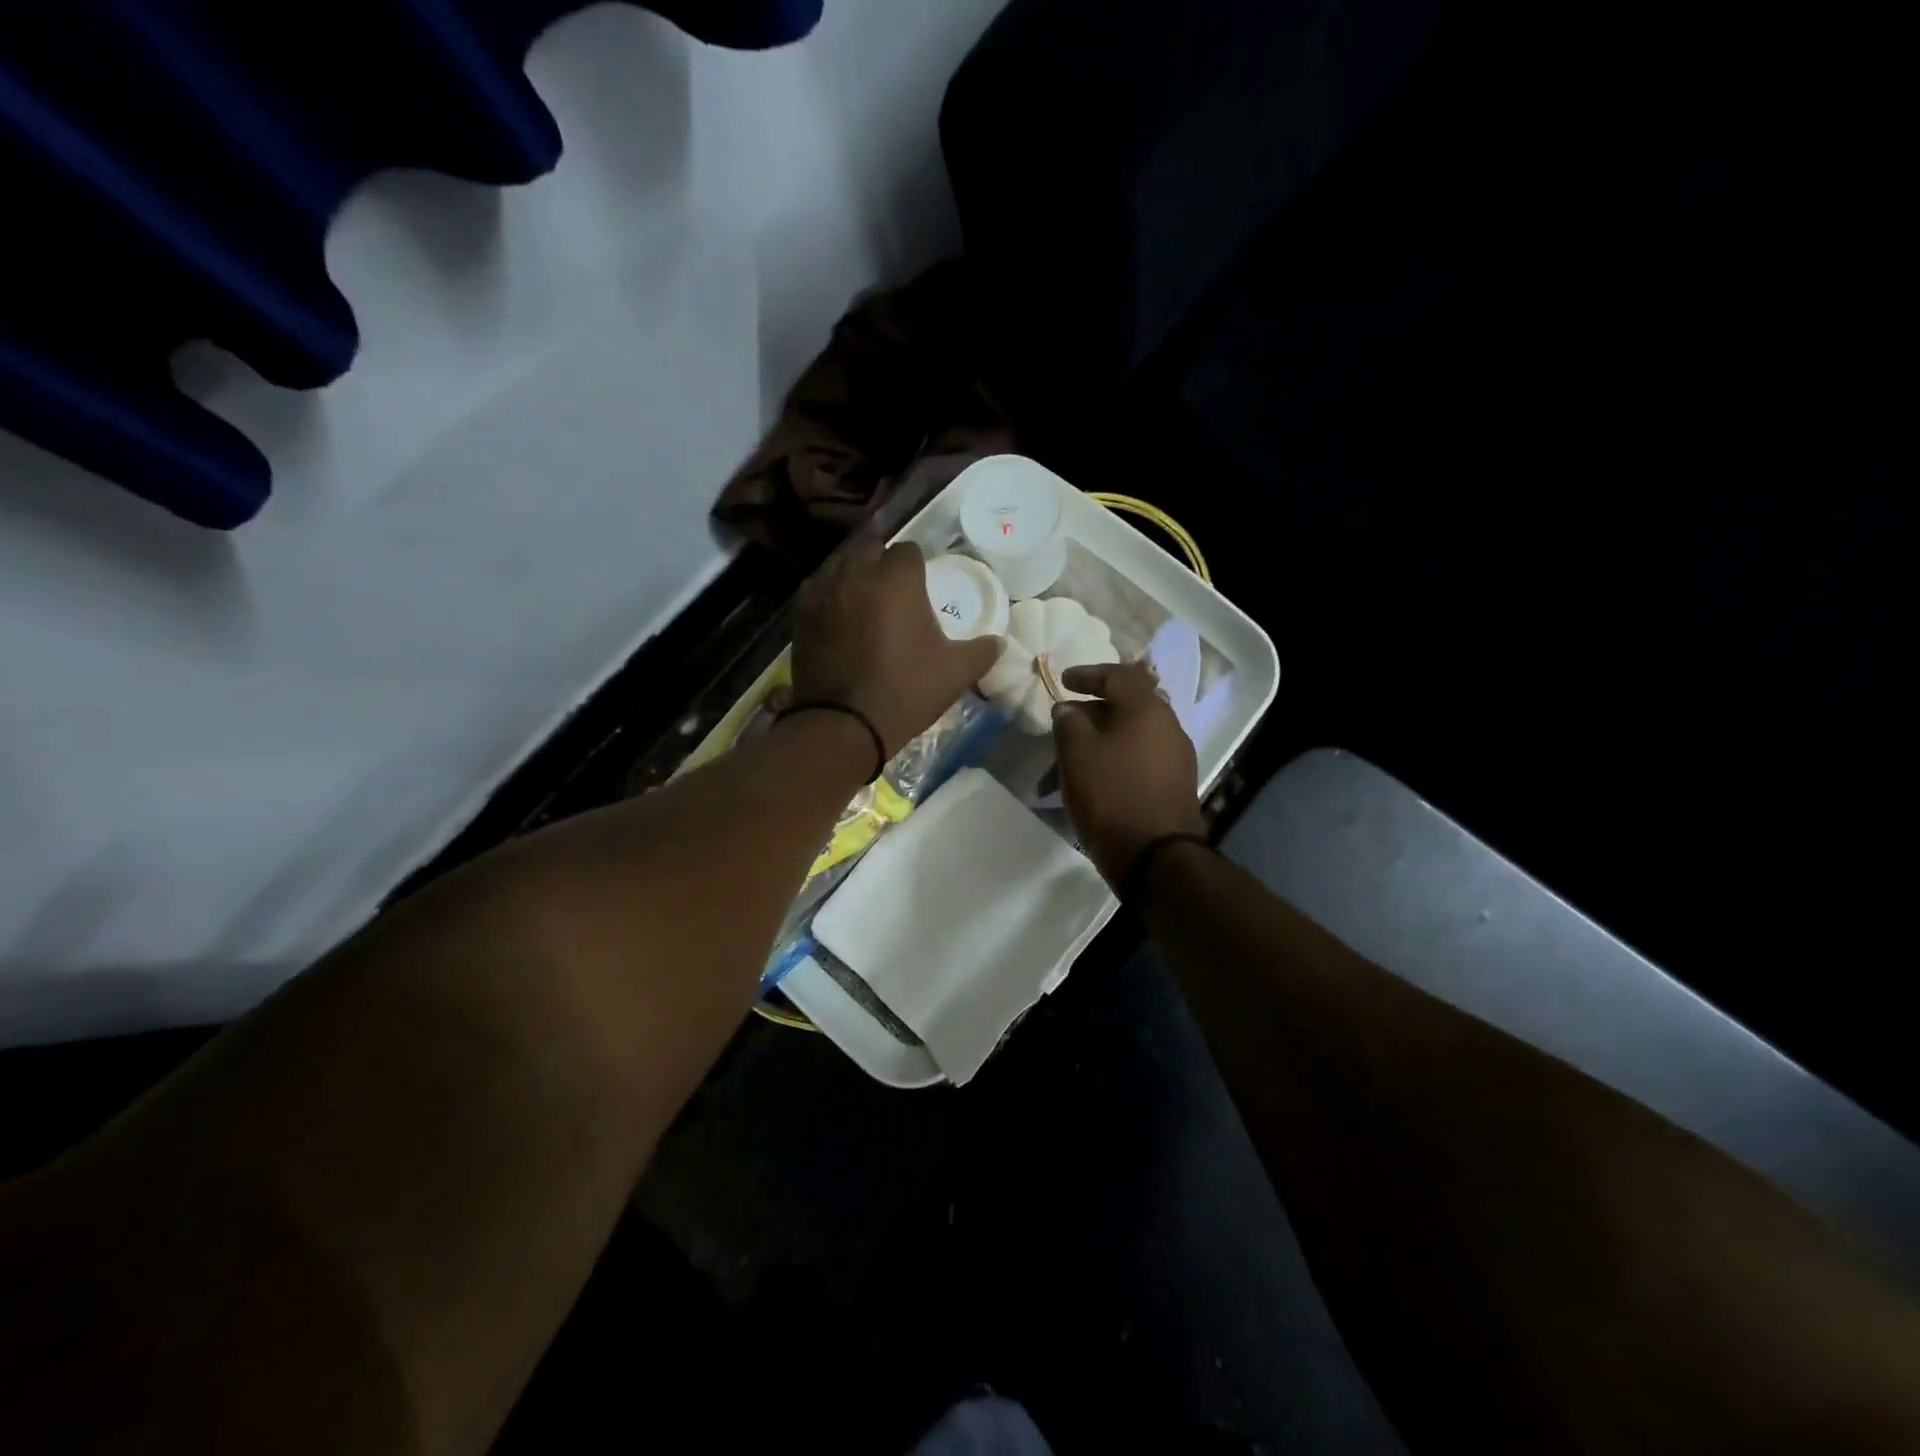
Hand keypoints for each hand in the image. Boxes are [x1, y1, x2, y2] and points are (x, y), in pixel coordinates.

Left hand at [791, 537, 1003, 759]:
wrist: (845, 724)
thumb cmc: (906, 691)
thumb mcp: (956, 674)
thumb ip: (982, 651)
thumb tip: (1000, 642)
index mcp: (897, 580)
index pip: (908, 550)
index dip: (916, 564)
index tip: (921, 583)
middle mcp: (857, 574)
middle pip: (868, 546)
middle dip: (881, 559)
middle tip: (892, 586)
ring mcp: (824, 593)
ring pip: (839, 565)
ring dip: (853, 573)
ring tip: (864, 596)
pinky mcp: (801, 616)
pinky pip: (817, 591)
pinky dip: (829, 595)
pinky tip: (838, 615)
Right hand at [1052, 662, 1203, 886]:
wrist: (1156, 857)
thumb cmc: (1111, 795)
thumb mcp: (1077, 755)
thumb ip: (1069, 723)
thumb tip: (1069, 709)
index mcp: (1147, 709)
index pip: (1119, 675)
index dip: (1089, 674)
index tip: (1064, 681)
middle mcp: (1169, 726)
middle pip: (1131, 702)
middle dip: (1097, 706)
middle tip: (1069, 718)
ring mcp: (1178, 756)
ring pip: (1138, 731)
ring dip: (1108, 733)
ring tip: (1079, 749)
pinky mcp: (1177, 783)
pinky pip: (1144, 755)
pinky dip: (1120, 754)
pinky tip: (1100, 773)